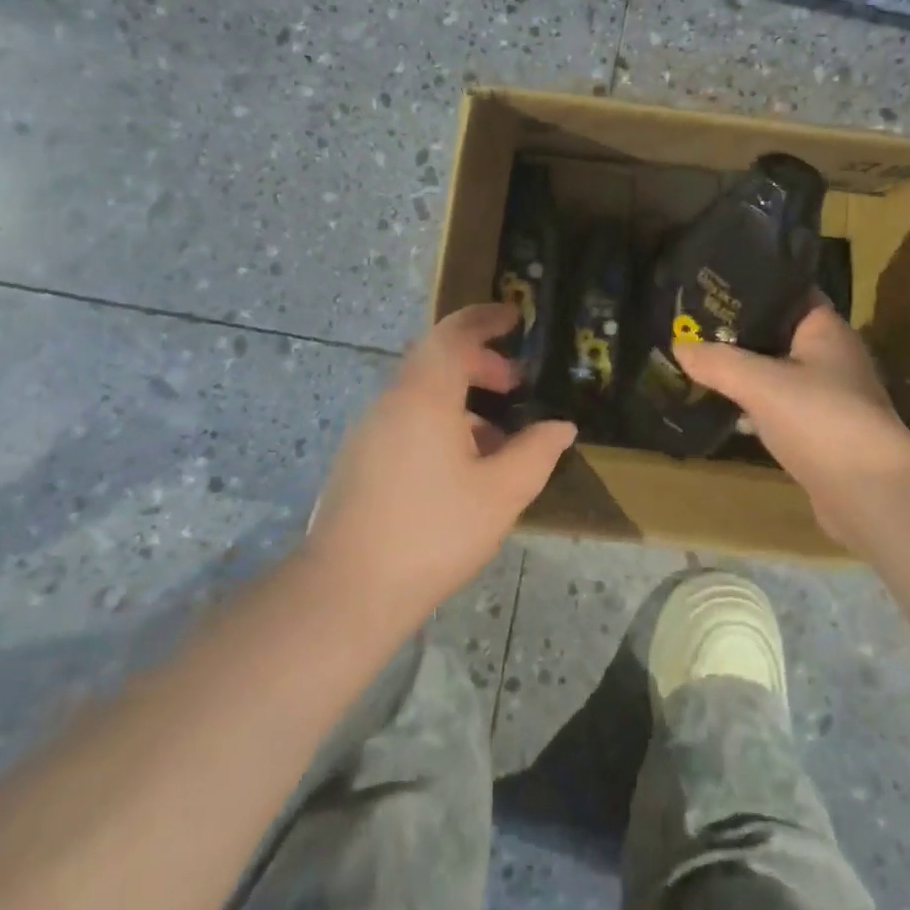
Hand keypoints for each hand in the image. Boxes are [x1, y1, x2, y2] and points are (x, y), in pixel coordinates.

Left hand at [306, 303, 576, 621]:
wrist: (347, 592)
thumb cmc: (433, 533)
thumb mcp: (501, 493)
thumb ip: (536, 452)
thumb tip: (562, 427)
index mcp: (425, 395)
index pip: (453, 333)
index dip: (485, 318)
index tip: (515, 317)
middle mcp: (392, 401)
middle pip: (436, 359)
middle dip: (480, 362)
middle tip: (515, 383)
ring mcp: (369, 430)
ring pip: (421, 392)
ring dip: (461, 398)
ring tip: (497, 436)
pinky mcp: (359, 459)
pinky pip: (406, 419)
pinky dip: (440, 421)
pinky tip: (462, 466)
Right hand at [674, 301, 909, 551]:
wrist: (872, 496)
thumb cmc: (821, 419)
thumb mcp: (760, 384)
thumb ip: (718, 362)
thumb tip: (679, 344)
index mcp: (826, 330)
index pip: (788, 292)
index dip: (752, 286)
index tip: (711, 286)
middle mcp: (832, 357)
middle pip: (778, 333)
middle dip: (739, 331)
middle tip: (693, 325)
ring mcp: (830, 397)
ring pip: (778, 372)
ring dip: (746, 371)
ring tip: (701, 362)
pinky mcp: (822, 433)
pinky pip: (781, 408)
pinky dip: (755, 406)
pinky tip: (725, 408)